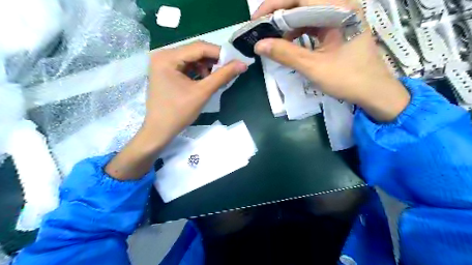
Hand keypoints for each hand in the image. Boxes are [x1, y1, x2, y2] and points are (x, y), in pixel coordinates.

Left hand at [146, 40, 247, 141]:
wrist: (159, 130)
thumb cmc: (179, 113)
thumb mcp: (203, 92)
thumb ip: (223, 76)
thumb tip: (243, 64)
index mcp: (168, 57)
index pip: (199, 47)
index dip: (220, 53)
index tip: (235, 62)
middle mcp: (163, 55)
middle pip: (195, 51)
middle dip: (214, 61)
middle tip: (229, 70)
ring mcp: (163, 63)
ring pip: (192, 59)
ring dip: (207, 67)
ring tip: (217, 78)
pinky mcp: (166, 71)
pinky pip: (187, 66)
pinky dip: (199, 72)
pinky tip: (206, 81)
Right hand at [252, 0, 411, 120]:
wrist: (373, 92)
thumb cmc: (348, 79)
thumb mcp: (313, 67)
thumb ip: (285, 54)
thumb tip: (259, 45)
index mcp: (339, 9)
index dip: (274, 5)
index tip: (256, 19)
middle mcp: (340, 6)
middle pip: (302, 3)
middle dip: (278, 14)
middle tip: (260, 28)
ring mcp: (339, 17)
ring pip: (306, 13)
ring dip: (287, 23)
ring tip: (271, 36)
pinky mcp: (337, 28)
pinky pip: (312, 24)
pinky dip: (297, 32)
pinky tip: (287, 42)